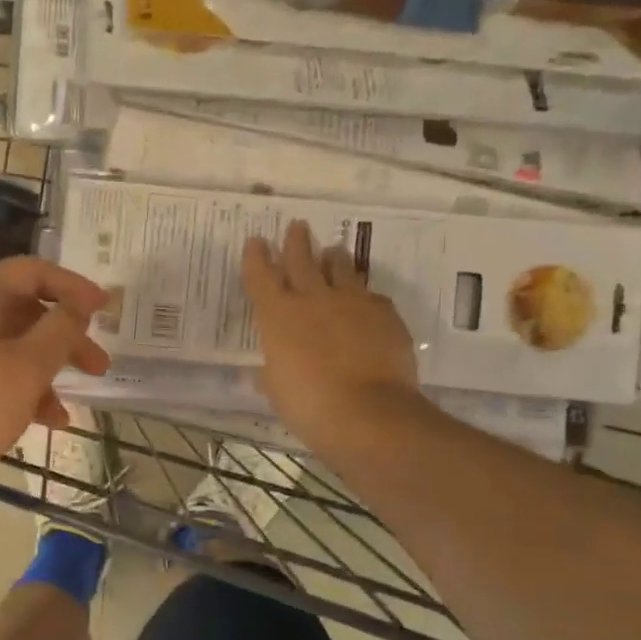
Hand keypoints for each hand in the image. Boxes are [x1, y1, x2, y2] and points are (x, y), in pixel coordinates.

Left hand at [0, 257, 111, 472]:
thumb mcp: (26, 368)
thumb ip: (60, 332)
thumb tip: (77, 306)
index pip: (32, 271)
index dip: (75, 288)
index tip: (106, 309)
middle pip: (19, 312)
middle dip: (63, 342)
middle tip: (98, 368)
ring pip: (0, 347)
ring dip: (38, 375)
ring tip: (63, 415)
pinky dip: (7, 387)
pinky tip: (29, 422)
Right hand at [242, 220, 421, 454]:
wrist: (368, 413)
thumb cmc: (308, 405)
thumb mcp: (277, 390)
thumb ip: (273, 371)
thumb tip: (272, 369)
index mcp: (278, 315)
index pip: (260, 276)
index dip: (256, 257)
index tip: (256, 241)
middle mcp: (313, 299)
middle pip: (301, 259)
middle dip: (296, 241)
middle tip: (296, 226)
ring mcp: (353, 302)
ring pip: (341, 267)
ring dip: (333, 258)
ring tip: (332, 252)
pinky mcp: (384, 314)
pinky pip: (371, 296)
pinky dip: (363, 295)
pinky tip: (365, 301)